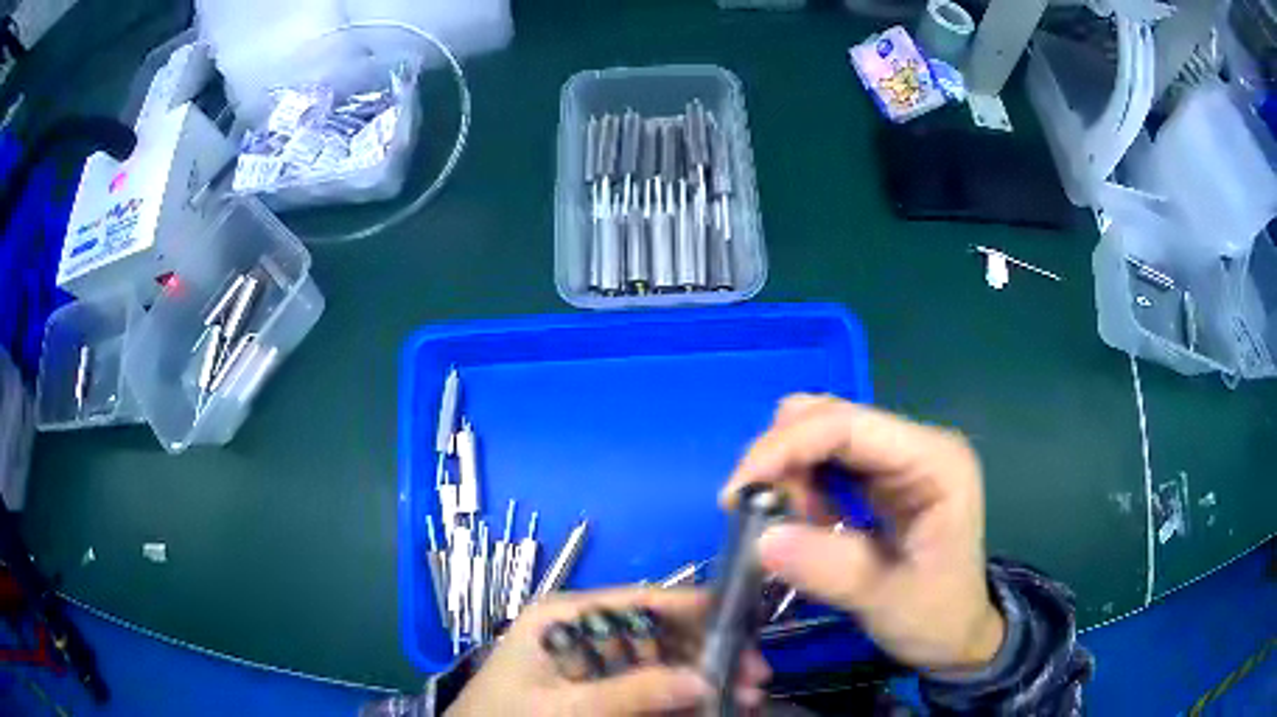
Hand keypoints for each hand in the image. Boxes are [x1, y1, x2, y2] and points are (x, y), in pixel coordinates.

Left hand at [446, 588, 770, 716]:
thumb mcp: (563, 707)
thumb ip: (629, 692)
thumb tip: (704, 678)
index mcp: (565, 617)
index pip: (641, 601)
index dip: (694, 609)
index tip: (744, 628)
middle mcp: (584, 633)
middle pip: (660, 633)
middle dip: (709, 654)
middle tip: (755, 677)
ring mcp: (593, 665)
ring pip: (663, 663)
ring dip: (704, 678)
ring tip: (746, 696)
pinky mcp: (600, 691)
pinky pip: (651, 688)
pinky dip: (682, 698)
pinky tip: (714, 706)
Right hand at [721, 395, 1004, 671]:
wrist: (958, 634)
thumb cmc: (937, 618)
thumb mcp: (888, 601)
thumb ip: (831, 569)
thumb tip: (761, 538)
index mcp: (934, 461)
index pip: (849, 425)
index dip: (786, 447)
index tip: (736, 493)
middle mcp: (917, 445)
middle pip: (831, 419)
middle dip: (783, 459)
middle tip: (757, 514)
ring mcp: (900, 458)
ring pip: (822, 434)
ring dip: (790, 474)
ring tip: (790, 526)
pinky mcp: (884, 476)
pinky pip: (827, 461)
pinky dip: (801, 485)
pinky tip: (806, 521)